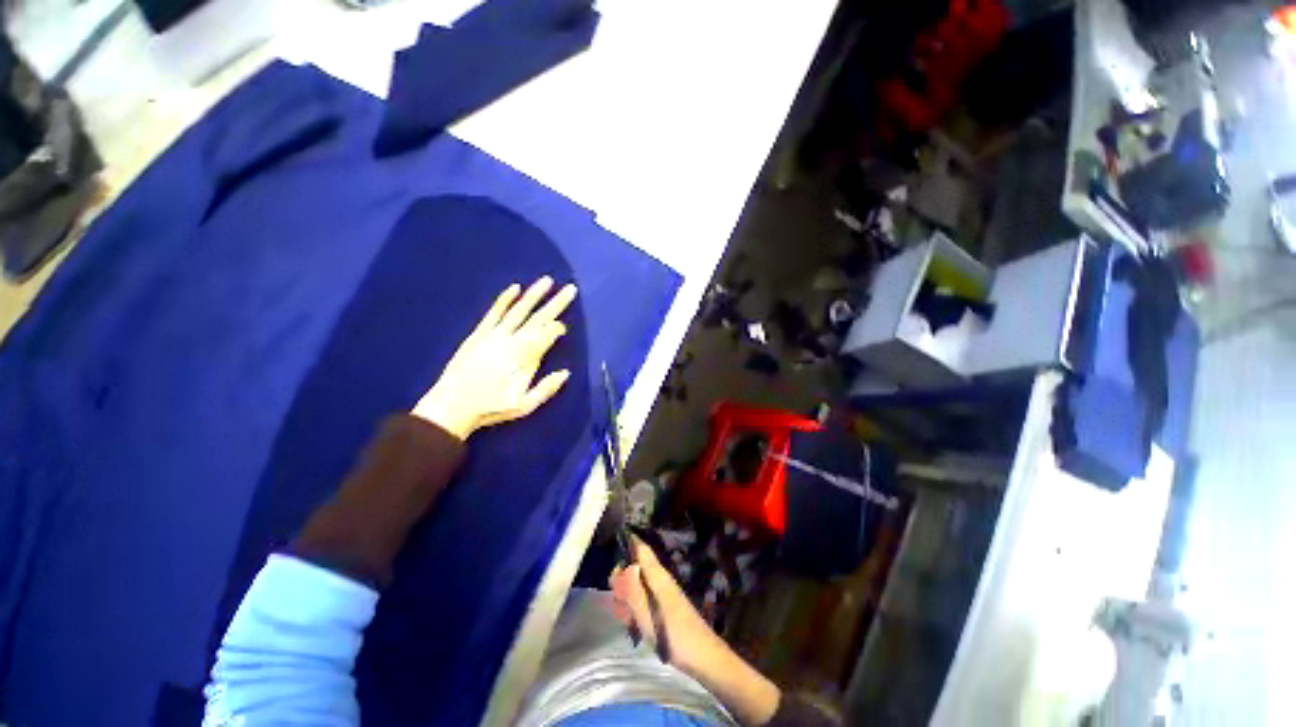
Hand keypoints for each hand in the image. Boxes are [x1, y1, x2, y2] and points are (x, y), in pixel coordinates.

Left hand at [413, 277, 576, 439]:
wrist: (451, 406)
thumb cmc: (490, 407)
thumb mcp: (524, 405)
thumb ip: (546, 389)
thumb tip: (565, 372)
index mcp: (524, 358)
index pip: (548, 335)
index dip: (558, 329)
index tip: (564, 328)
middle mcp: (512, 341)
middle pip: (538, 318)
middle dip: (556, 304)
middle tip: (570, 289)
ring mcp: (494, 335)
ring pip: (518, 311)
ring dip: (534, 295)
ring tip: (547, 281)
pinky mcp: (479, 333)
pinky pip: (494, 313)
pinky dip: (505, 300)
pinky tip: (515, 288)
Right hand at [609, 536, 729, 677]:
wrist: (702, 655)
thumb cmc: (673, 632)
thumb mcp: (645, 611)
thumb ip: (630, 588)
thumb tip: (620, 566)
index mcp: (657, 574)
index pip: (641, 548)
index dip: (627, 543)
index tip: (611, 549)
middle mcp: (660, 578)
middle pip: (635, 569)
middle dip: (622, 583)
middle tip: (619, 604)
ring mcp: (663, 592)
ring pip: (637, 586)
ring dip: (627, 600)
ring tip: (627, 620)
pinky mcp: (665, 606)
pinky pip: (644, 600)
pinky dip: (636, 610)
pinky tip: (634, 627)